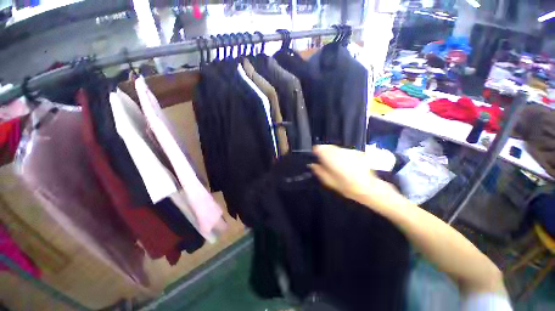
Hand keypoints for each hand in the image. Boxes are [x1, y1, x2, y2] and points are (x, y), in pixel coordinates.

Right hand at [309, 145, 402, 209]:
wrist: (368, 187)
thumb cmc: (345, 185)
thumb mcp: (328, 181)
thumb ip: (318, 170)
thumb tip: (312, 164)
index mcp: (328, 156)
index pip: (317, 148)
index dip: (316, 154)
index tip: (317, 161)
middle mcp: (337, 150)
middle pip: (326, 147)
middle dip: (324, 154)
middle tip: (327, 165)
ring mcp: (347, 150)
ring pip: (335, 149)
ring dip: (333, 155)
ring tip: (337, 166)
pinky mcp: (355, 152)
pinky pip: (344, 151)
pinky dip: (342, 156)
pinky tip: (347, 165)